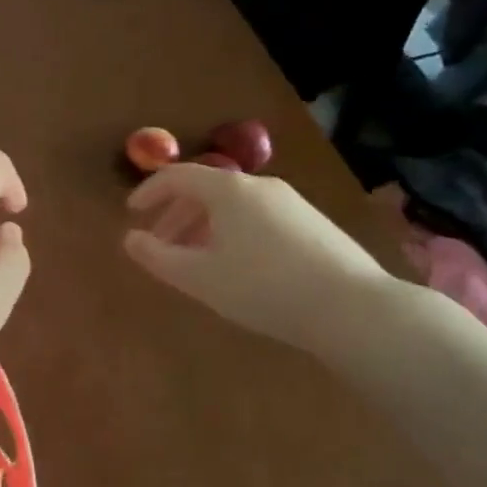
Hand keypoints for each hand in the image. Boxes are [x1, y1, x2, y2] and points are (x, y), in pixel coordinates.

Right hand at [123, 164, 395, 356]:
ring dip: (204, 226)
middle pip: (205, 190)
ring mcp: (292, 203)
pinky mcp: (314, 224)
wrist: (356, 310)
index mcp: (228, 189)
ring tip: (196, 259)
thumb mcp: (200, 277)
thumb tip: (130, 239)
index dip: (149, 191)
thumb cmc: (264, 287)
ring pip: (233, 205)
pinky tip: (238, 266)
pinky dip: (233, 231)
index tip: (132, 213)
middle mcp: (259, 186)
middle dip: (176, 214)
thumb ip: (158, 257)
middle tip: (160, 243)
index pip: (176, 176)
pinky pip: (258, 217)